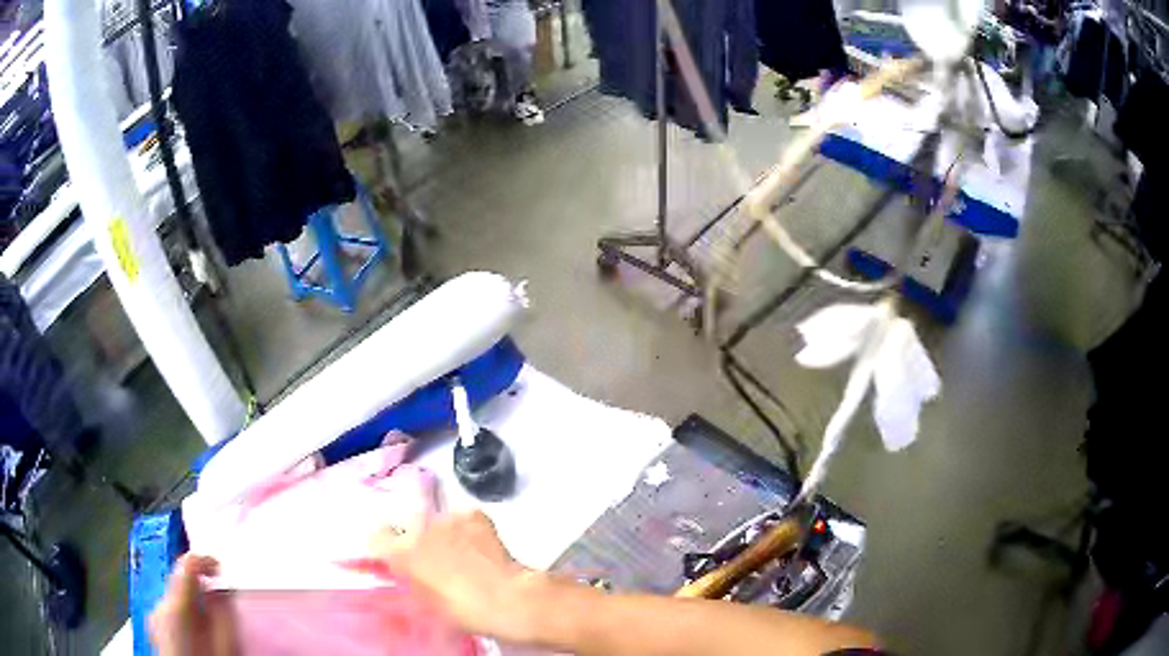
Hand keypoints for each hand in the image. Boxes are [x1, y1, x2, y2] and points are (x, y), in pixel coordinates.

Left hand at [149, 555, 237, 655]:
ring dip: (194, 607)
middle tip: (223, 609)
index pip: (186, 563)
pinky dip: (185, 619)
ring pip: (176, 600)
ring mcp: (153, 618)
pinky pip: (171, 613)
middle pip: (181, 583)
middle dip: (202, 592)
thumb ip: (224, 616)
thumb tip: (223, 591)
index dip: (205, 560)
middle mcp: (158, 605)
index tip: (220, 568)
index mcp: (174, 606)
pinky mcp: (154, 629)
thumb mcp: (225, 647)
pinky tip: (197, 638)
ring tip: (211, 630)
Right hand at [368, 510, 544, 641]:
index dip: (386, 545)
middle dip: (416, 535)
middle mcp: (417, 529)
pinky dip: (469, 527)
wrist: (505, 600)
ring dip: (445, 532)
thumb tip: (408, 574)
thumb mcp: (424, 602)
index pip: (377, 537)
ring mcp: (445, 518)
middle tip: (434, 554)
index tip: (395, 552)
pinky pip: (463, 517)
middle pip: (407, 522)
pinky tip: (481, 545)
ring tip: (464, 552)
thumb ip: (409, 581)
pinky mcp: (471, 513)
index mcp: (401, 554)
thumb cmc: (464, 611)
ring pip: (437, 519)